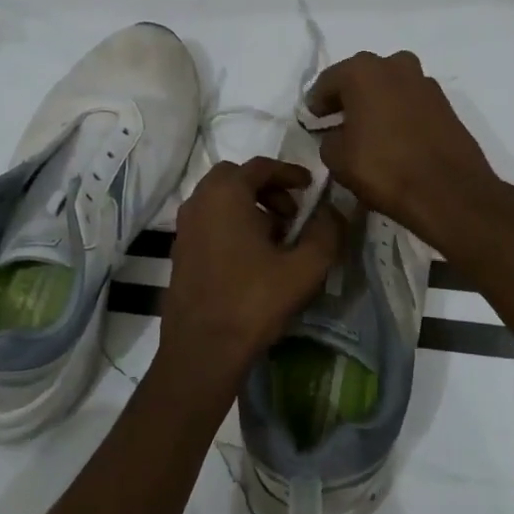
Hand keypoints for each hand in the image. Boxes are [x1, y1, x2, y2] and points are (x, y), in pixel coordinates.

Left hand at [159, 158, 345, 389]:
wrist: (202, 347)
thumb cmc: (254, 300)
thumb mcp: (305, 267)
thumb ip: (326, 232)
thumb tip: (334, 211)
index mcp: (226, 194)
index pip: (261, 166)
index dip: (290, 172)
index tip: (310, 187)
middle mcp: (199, 201)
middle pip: (235, 178)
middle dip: (266, 188)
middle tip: (291, 213)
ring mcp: (184, 226)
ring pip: (220, 200)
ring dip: (249, 206)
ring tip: (276, 237)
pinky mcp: (179, 250)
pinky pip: (209, 221)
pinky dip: (231, 223)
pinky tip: (251, 257)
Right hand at [306, 51, 501, 249]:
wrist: (448, 191)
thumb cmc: (383, 168)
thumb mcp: (336, 158)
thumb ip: (329, 138)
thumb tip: (338, 134)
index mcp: (363, 71)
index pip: (328, 81)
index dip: (316, 102)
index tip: (311, 119)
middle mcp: (395, 65)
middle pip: (362, 77)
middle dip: (349, 96)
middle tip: (338, 120)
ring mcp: (425, 82)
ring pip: (390, 86)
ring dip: (377, 102)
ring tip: (368, 129)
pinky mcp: (445, 103)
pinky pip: (411, 102)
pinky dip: (399, 113)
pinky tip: (394, 137)